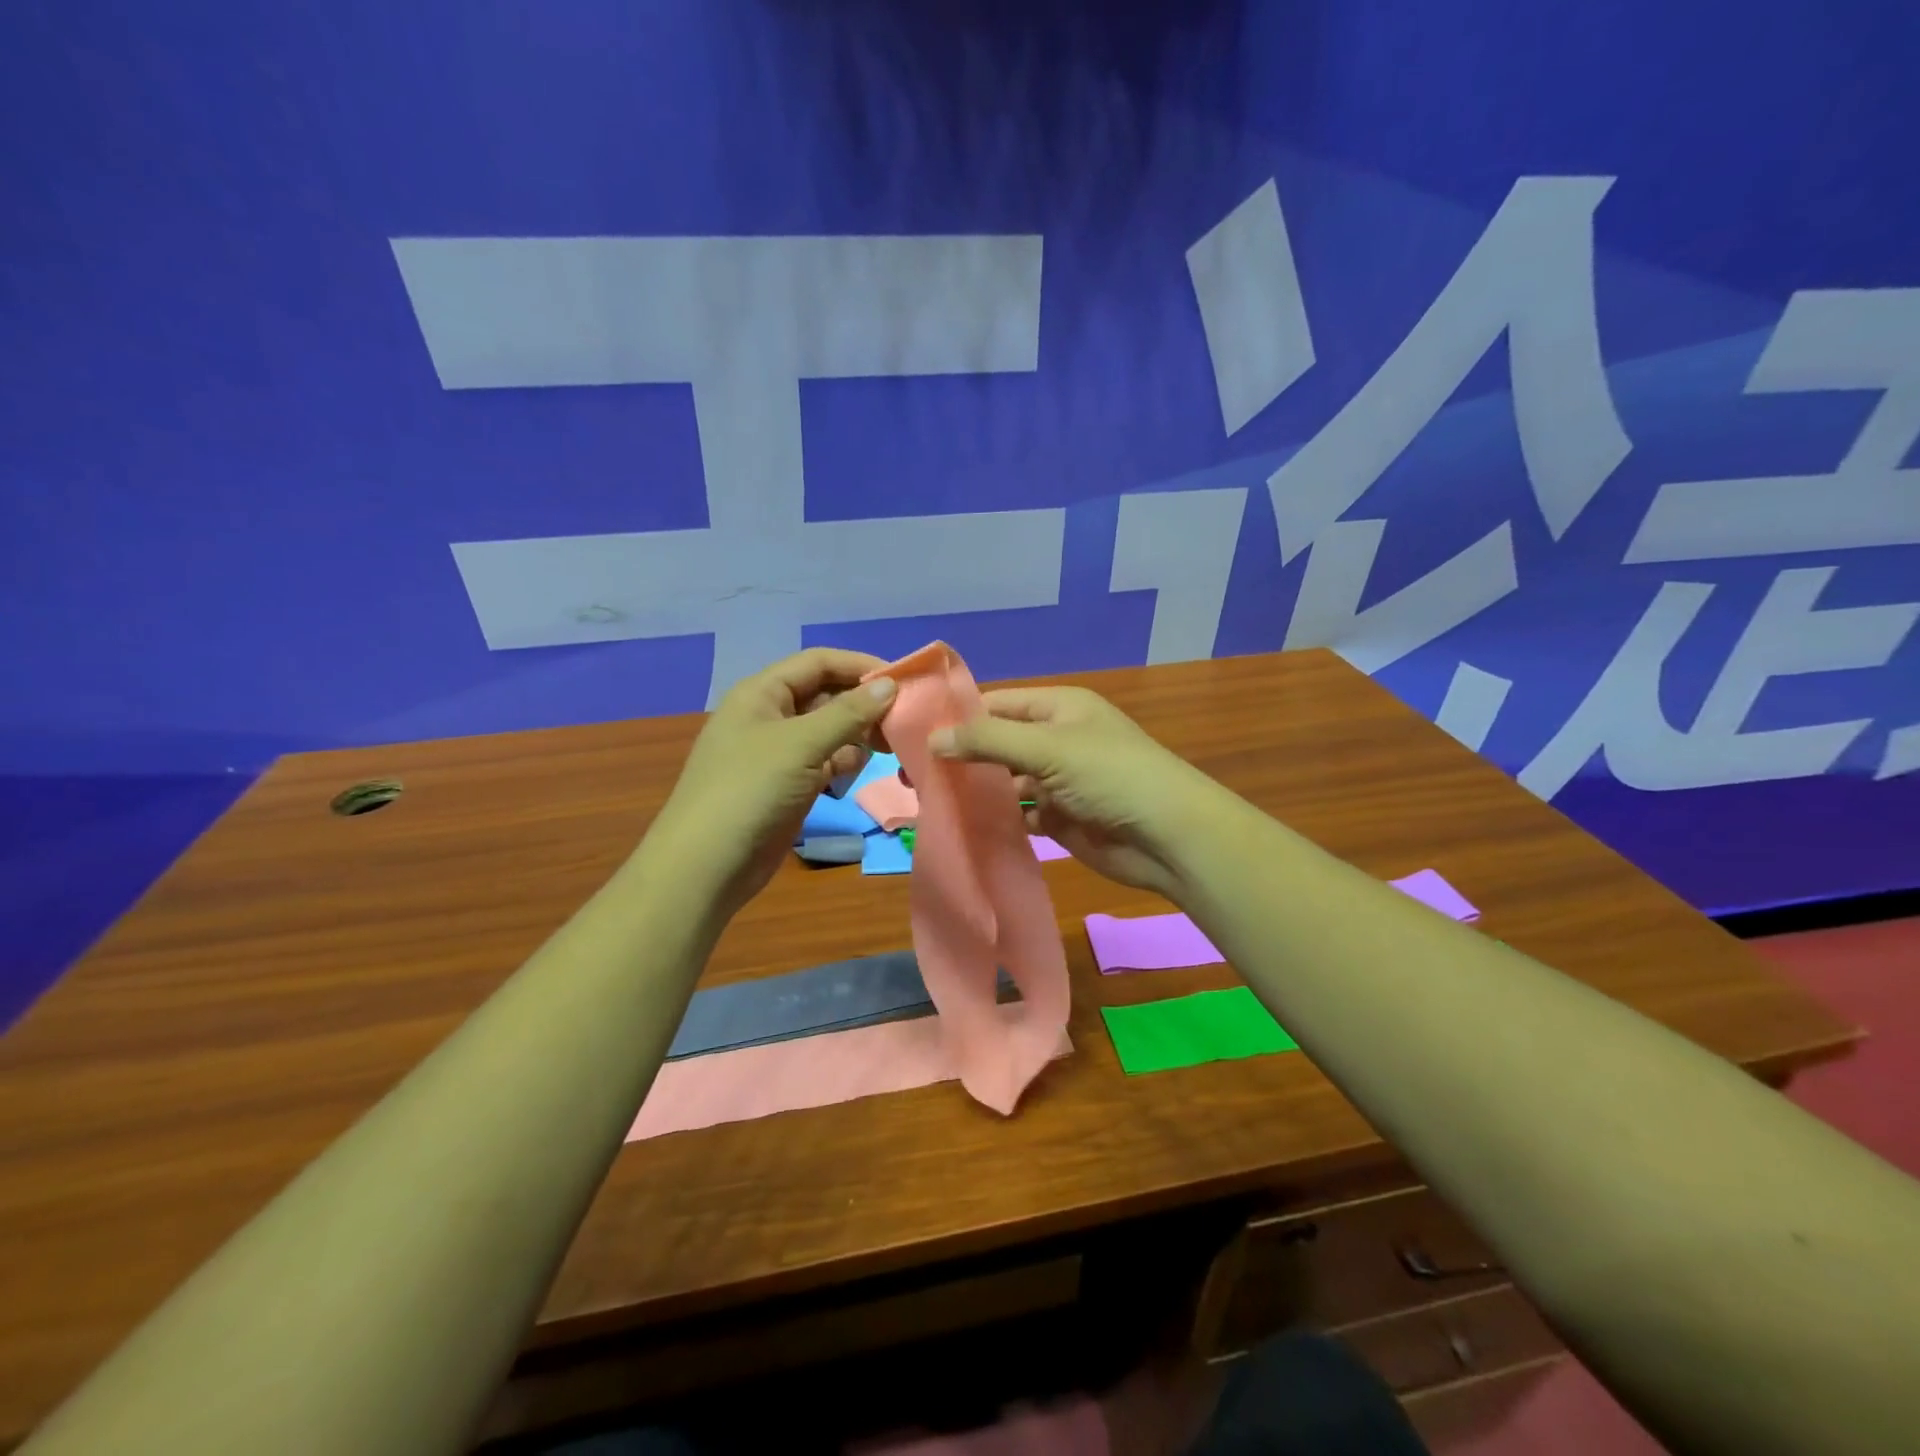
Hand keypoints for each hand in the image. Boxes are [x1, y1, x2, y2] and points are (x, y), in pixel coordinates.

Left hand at [644, 648, 896, 920]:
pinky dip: (844, 762)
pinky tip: (856, 772)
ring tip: (886, 749)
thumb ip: (848, 713)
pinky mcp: (788, 785)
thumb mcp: (801, 744)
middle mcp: (770, 716)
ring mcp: (779, 753)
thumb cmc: (749, 790)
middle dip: (863, 705)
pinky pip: (825, 761)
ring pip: (829, 730)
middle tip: (902, 722)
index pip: (819, 663)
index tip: (903, 682)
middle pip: (826, 695)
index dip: (860, 666)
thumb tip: (891, 685)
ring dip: (857, 735)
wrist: (707, 866)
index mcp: (762, 693)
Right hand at [928, 686, 1215, 897]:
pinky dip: (996, 819)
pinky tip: (963, 826)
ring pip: (1005, 781)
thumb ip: (988, 740)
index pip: (996, 704)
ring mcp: (1057, 781)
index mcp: (1057, 708)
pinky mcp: (1060, 818)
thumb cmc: (1109, 775)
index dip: (957, 718)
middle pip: (997, 743)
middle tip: (911, 776)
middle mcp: (1055, 740)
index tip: (912, 735)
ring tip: (927, 802)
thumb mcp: (1047, 747)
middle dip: (960, 758)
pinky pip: (1018, 814)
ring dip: (975, 791)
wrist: (1168, 836)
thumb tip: (932, 739)